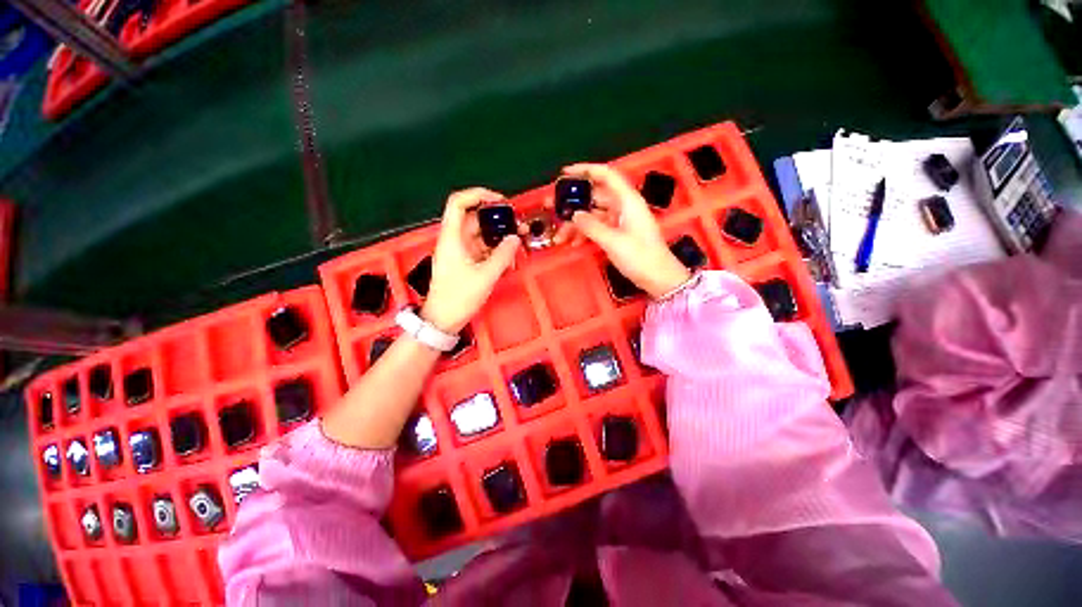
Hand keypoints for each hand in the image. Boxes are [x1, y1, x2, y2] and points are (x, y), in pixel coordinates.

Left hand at [421, 188, 520, 332]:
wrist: (444, 319)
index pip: (458, 203)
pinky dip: (496, 251)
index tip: (500, 201)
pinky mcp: (466, 262)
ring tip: (518, 243)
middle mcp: (455, 240)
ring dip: (499, 237)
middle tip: (517, 225)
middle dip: (497, 220)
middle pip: (475, 219)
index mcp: (452, 238)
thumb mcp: (485, 276)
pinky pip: (482, 249)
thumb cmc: (459, 297)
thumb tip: (515, 238)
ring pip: (481, 235)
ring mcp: (460, 252)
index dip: (478, 195)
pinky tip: (509, 258)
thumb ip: (503, 255)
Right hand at [555, 163, 690, 298]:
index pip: (605, 175)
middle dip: (572, 203)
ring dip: (575, 225)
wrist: (659, 278)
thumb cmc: (640, 257)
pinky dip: (585, 234)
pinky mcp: (618, 233)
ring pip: (592, 215)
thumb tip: (574, 214)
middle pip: (593, 197)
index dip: (584, 170)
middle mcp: (623, 206)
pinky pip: (597, 228)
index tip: (564, 174)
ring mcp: (620, 220)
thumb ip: (591, 226)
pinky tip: (573, 244)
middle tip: (550, 208)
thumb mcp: (613, 241)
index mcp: (627, 200)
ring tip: (559, 237)